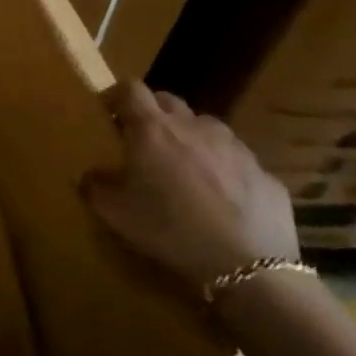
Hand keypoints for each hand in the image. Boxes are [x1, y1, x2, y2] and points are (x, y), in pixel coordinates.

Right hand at [82, 81, 297, 293]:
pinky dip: (222, 168)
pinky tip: (220, 198)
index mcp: (153, 129)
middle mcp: (194, 127)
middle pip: (168, 101)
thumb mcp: (114, 211)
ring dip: (189, 137)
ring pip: (205, 127)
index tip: (107, 112)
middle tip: (142, 139)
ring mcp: (235, 148)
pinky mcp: (265, 173)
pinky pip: (236, 160)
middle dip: (152, 112)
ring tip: (183, 168)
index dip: (116, 95)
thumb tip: (90, 176)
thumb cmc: (169, 228)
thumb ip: (95, 185)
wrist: (247, 266)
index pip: (130, 89)